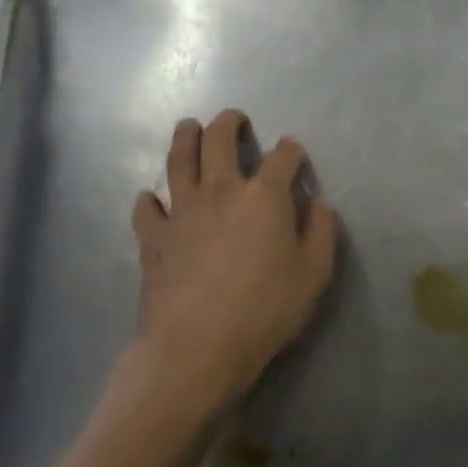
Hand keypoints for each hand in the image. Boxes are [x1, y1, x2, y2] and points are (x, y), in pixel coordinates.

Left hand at [128, 110, 340, 417]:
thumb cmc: (264, 310)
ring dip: (185, 137)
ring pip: (178, 159)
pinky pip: (146, 208)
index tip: (293, 152)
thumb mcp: (314, 274)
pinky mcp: (153, 238)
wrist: (197, 347)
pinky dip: (150, 199)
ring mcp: (181, 211)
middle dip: (229, 123)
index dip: (291, 150)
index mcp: (263, 197)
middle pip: (219, 140)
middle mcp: (221, 191)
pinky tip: (153, 199)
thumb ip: (321, 232)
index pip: (282, 158)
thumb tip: (318, 205)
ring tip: (189, 128)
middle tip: (234, 119)